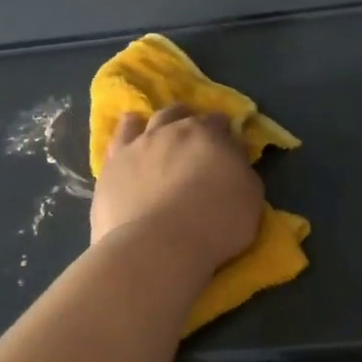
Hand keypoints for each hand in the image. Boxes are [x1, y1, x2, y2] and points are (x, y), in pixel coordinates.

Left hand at [91, 105, 263, 271]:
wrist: (157, 246)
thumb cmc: (214, 224)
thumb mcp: (250, 197)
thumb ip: (241, 170)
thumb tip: (233, 156)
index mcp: (207, 134)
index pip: (218, 122)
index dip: (223, 130)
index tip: (227, 142)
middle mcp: (170, 131)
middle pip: (179, 115)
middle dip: (188, 120)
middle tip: (193, 134)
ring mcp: (137, 147)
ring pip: (146, 122)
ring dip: (156, 123)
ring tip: (159, 129)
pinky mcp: (111, 167)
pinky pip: (117, 140)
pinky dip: (126, 133)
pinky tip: (127, 137)